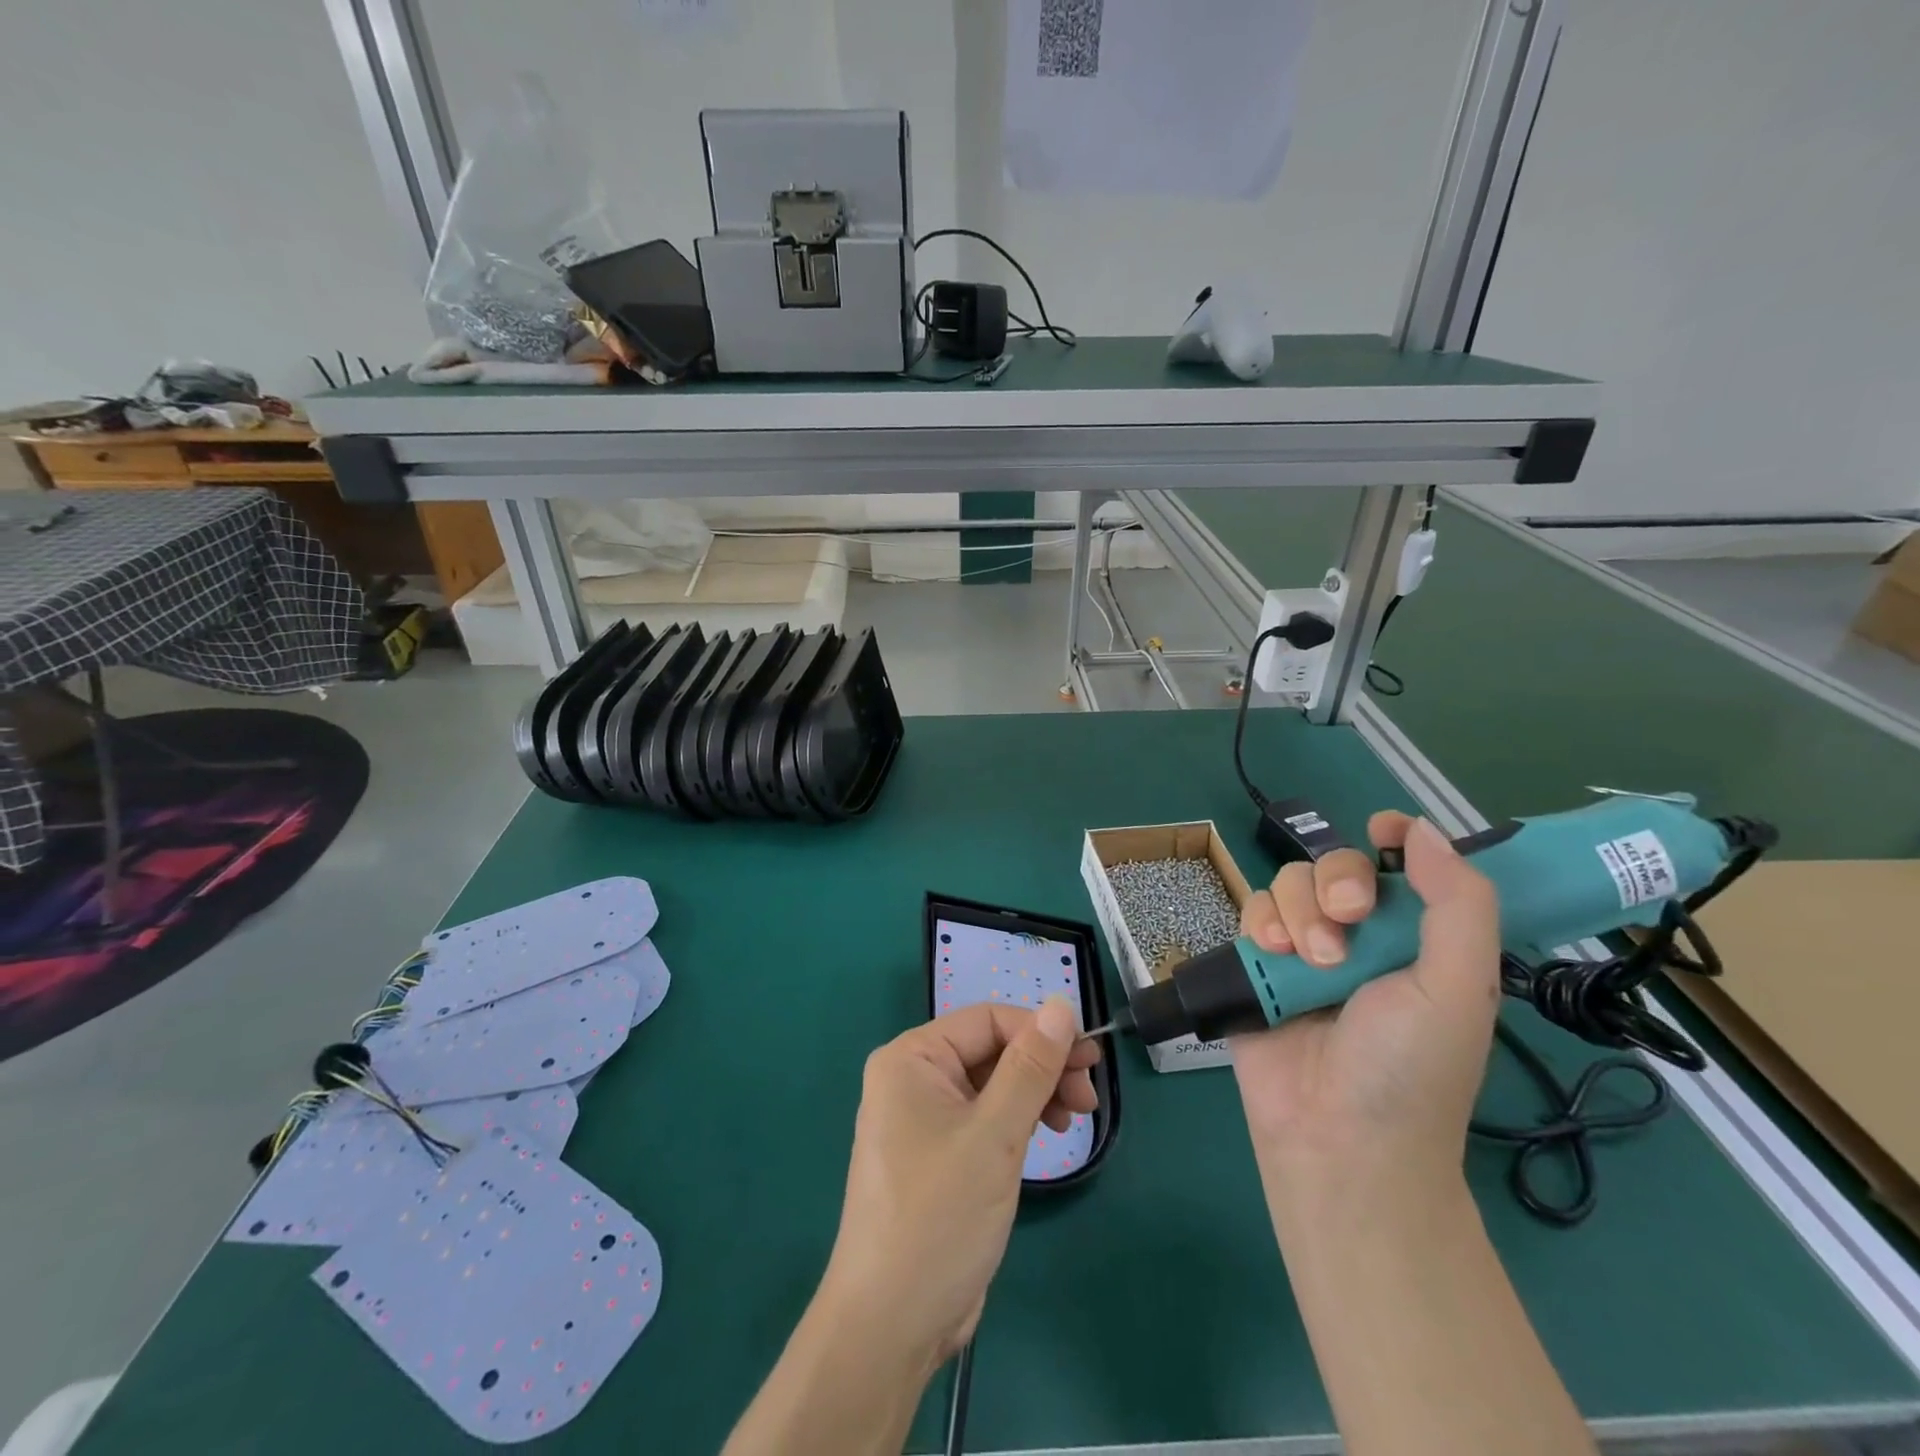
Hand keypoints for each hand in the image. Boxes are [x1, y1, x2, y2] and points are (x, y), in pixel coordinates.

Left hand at [821, 1000, 1100, 1364]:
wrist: (891, 1325)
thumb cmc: (939, 1217)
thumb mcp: (994, 1135)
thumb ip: (1030, 1067)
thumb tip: (1061, 1005)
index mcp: (911, 1058)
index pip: (987, 1020)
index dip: (1040, 1031)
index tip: (1089, 1059)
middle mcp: (913, 1078)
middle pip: (990, 1050)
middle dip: (1042, 1066)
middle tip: (1090, 1092)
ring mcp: (924, 1118)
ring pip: (992, 1084)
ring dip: (1036, 1092)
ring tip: (1076, 1116)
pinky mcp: (940, 1154)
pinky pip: (985, 1116)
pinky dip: (1018, 1119)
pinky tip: (1047, 1133)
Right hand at [1231, 813, 1499, 1191]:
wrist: (1337, 1138)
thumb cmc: (1411, 1069)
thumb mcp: (1458, 987)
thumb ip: (1457, 904)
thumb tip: (1423, 829)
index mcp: (1416, 940)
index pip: (1406, 867)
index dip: (1397, 837)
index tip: (1383, 828)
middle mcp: (1359, 937)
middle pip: (1337, 865)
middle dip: (1338, 883)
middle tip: (1347, 922)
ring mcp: (1304, 949)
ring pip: (1290, 883)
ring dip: (1299, 911)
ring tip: (1308, 960)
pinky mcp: (1258, 963)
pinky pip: (1253, 910)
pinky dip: (1261, 922)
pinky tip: (1272, 953)